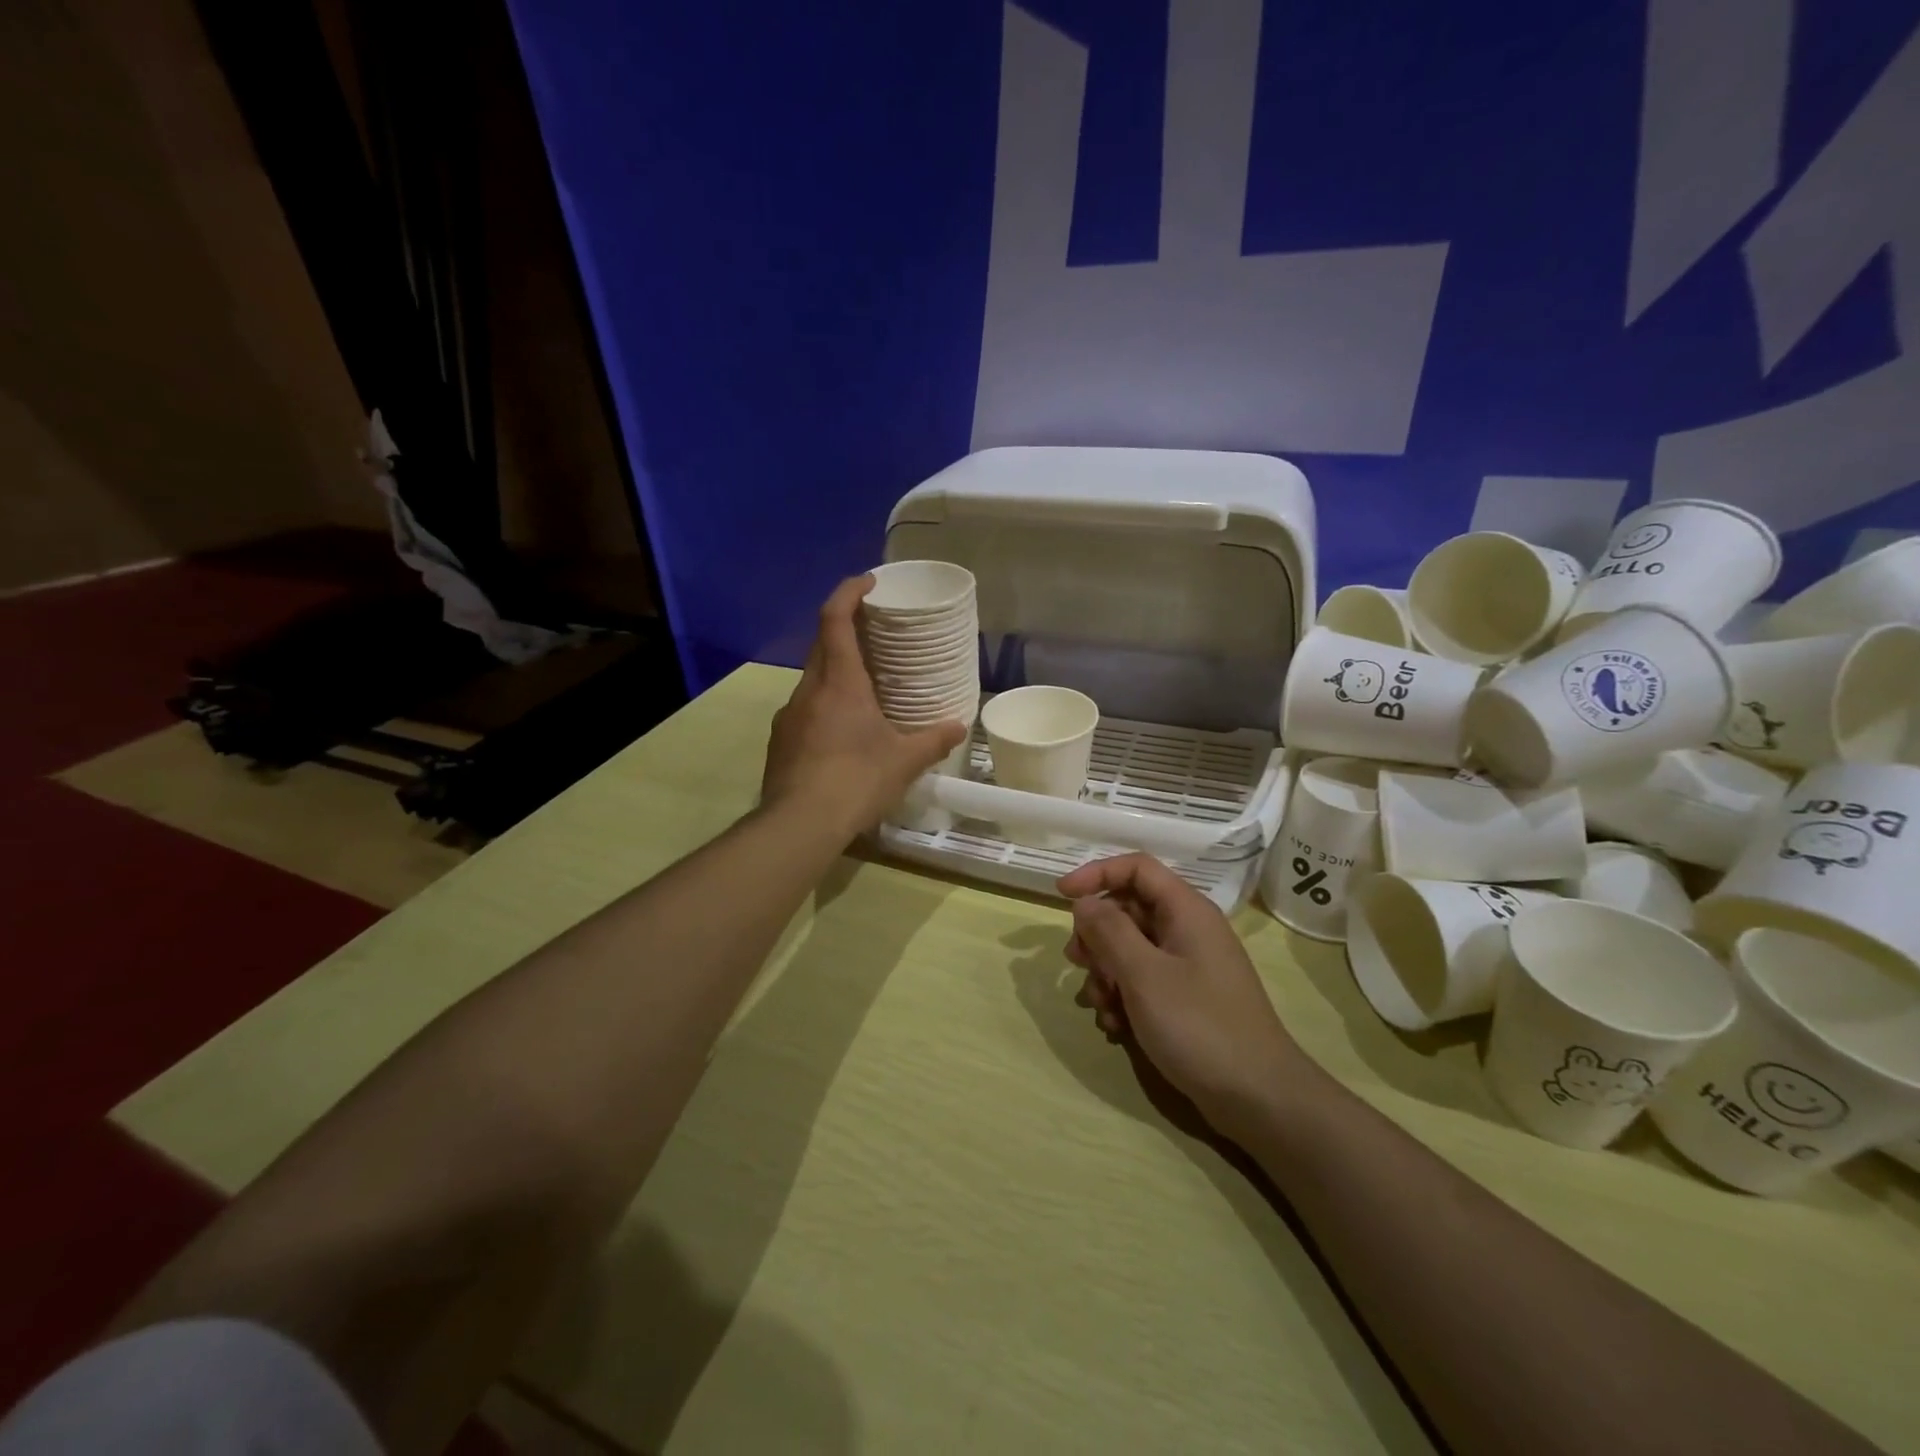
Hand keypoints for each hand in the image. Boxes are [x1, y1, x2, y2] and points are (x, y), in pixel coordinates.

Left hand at [761, 575, 968, 838]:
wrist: (799, 824)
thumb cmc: (856, 780)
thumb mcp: (904, 761)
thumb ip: (933, 740)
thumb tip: (958, 726)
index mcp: (839, 682)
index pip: (834, 618)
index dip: (848, 592)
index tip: (868, 582)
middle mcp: (809, 689)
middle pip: (822, 644)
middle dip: (845, 629)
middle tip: (874, 633)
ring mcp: (788, 715)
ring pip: (813, 679)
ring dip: (835, 672)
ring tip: (864, 689)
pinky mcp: (780, 741)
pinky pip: (805, 710)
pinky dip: (824, 706)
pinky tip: (842, 733)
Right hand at [1059, 854, 1301, 1134]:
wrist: (1258, 1098)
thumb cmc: (1199, 1026)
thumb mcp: (1144, 975)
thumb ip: (1109, 931)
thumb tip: (1084, 903)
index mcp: (1186, 911)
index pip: (1136, 868)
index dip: (1096, 874)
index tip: (1061, 896)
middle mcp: (1188, 931)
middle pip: (1129, 909)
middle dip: (1096, 934)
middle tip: (1076, 962)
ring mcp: (1189, 966)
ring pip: (1131, 949)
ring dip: (1106, 971)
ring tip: (1099, 1005)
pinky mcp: (1187, 999)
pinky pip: (1144, 981)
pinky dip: (1123, 997)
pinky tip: (1115, 1027)